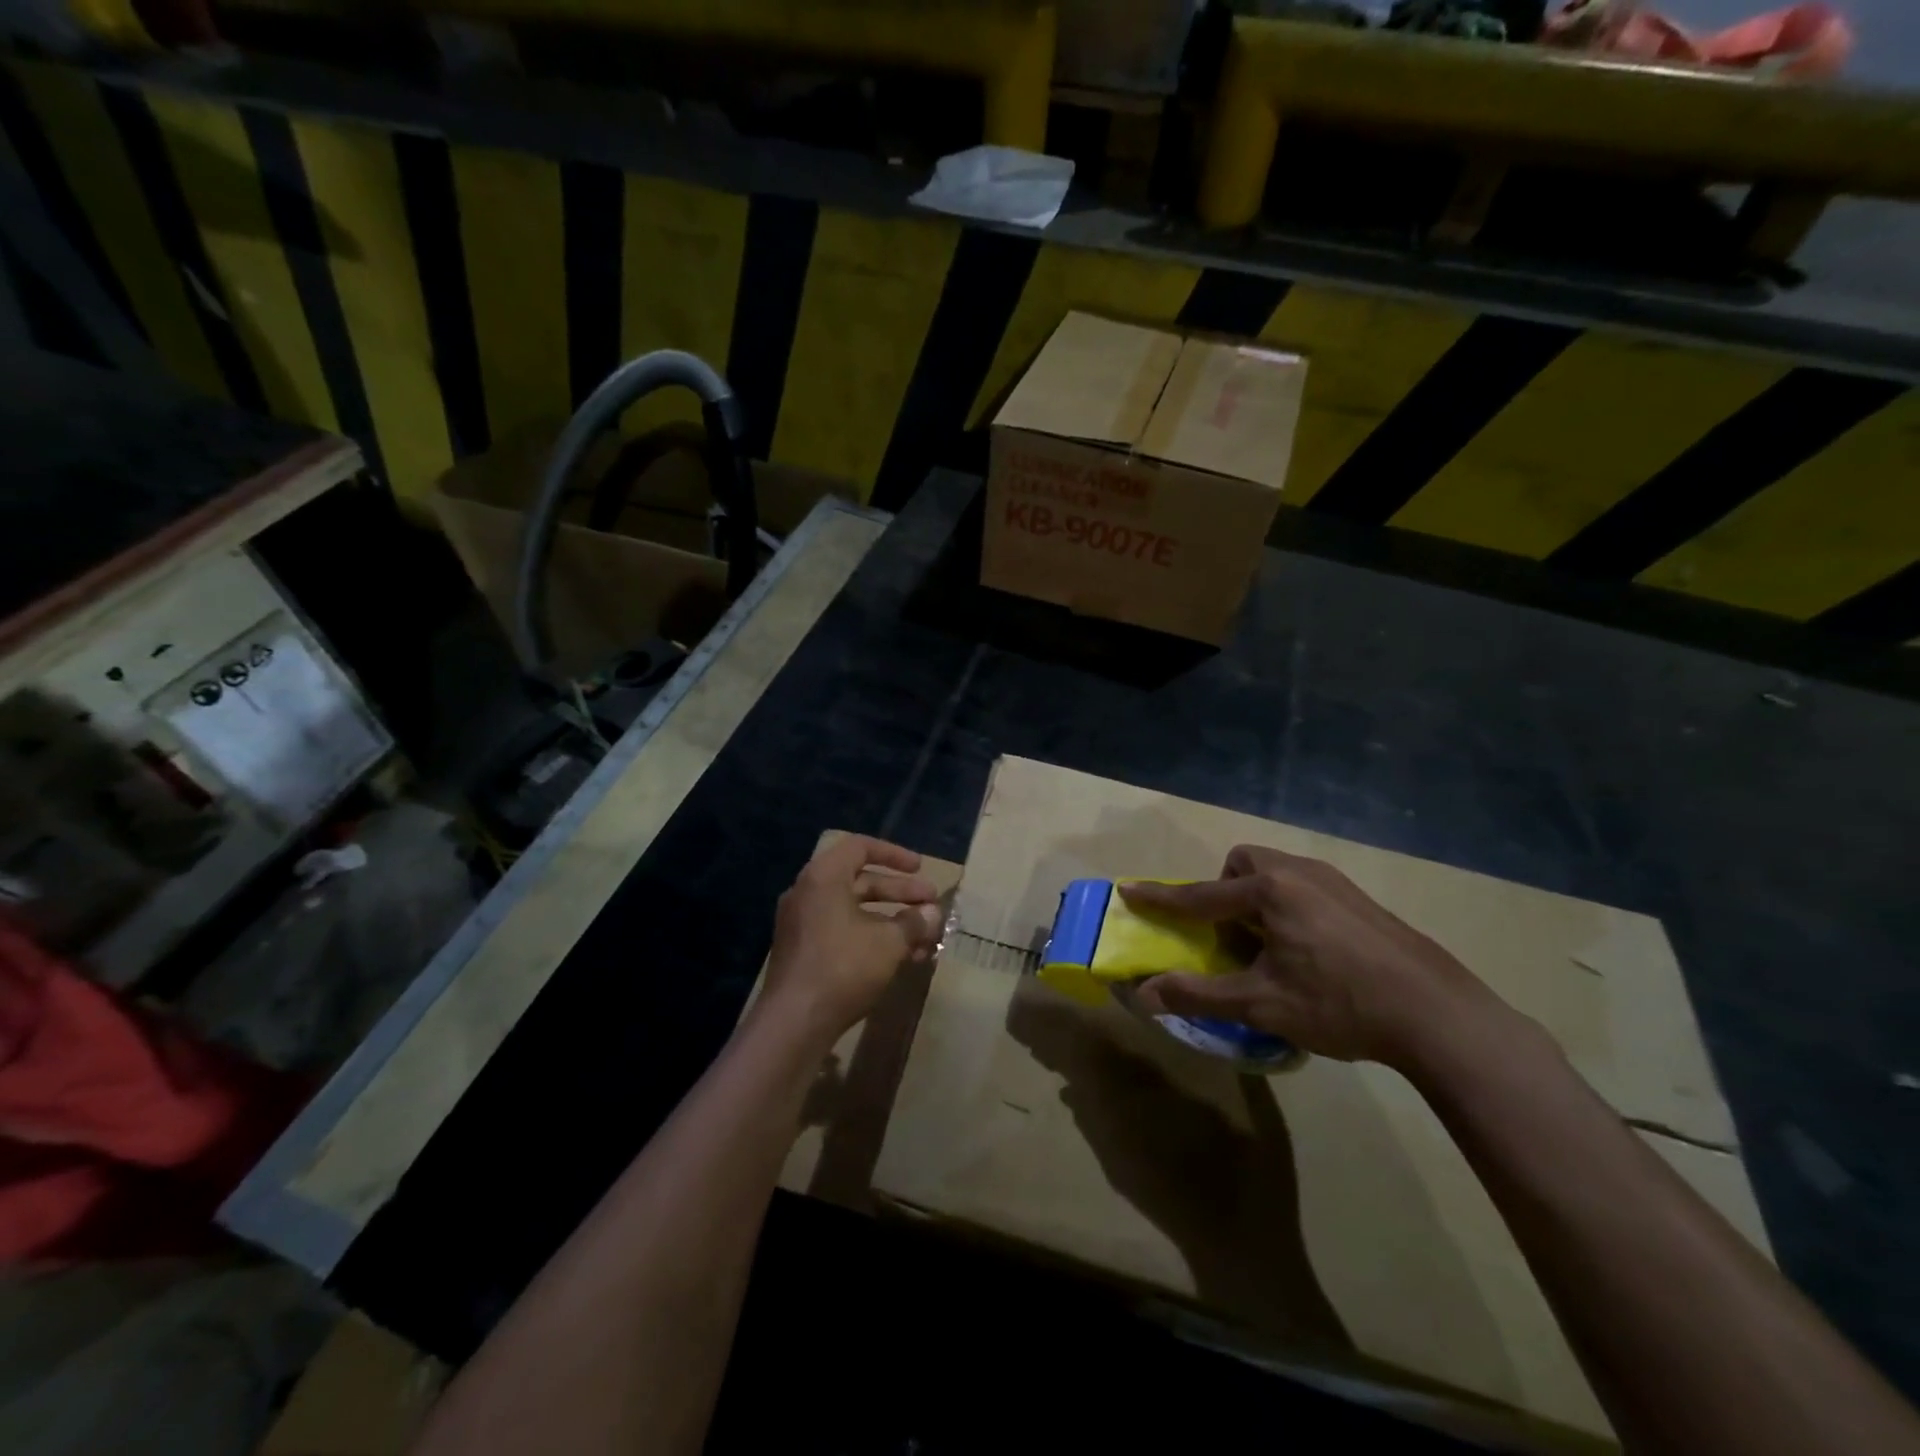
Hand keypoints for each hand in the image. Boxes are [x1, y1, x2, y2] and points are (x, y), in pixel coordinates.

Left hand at [760, 836, 942, 1042]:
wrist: (794, 1022)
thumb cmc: (843, 967)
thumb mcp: (889, 942)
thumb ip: (914, 922)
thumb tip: (933, 913)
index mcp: (824, 877)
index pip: (860, 847)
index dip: (894, 854)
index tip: (920, 868)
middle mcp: (808, 893)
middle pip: (861, 881)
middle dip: (900, 892)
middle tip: (931, 905)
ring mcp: (802, 924)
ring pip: (855, 911)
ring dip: (891, 920)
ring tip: (924, 938)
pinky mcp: (803, 951)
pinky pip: (842, 932)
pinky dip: (871, 937)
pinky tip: (901, 959)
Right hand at [1119, 846, 1506, 1068]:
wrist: (1438, 1014)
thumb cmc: (1340, 1003)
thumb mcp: (1262, 1005)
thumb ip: (1199, 995)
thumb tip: (1144, 994)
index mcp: (1269, 892)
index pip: (1200, 895)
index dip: (1161, 898)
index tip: (1129, 890)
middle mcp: (1299, 874)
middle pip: (1244, 865)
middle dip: (1224, 890)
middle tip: (1230, 934)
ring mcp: (1335, 882)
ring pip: (1277, 872)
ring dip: (1257, 898)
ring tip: (1269, 945)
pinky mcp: (1361, 899)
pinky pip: (1305, 886)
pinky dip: (1288, 906)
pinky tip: (1310, 950)